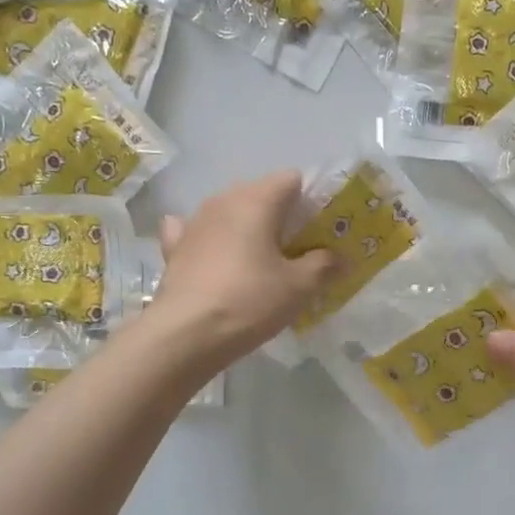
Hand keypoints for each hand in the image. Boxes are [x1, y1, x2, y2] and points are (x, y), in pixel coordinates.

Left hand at [149, 171, 337, 366]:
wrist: (185, 334)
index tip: (322, 230)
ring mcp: (194, 222)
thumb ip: (324, 266)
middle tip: (299, 250)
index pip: (292, 179)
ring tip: (261, 260)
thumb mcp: (299, 287)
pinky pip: (196, 232)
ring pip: (229, 212)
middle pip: (261, 194)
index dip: (312, 200)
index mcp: (256, 200)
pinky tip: (213, 255)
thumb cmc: (249, 301)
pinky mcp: (174, 247)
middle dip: (282, 216)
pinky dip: (209, 239)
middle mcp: (223, 200)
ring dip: (247, 228)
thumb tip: (340, 259)